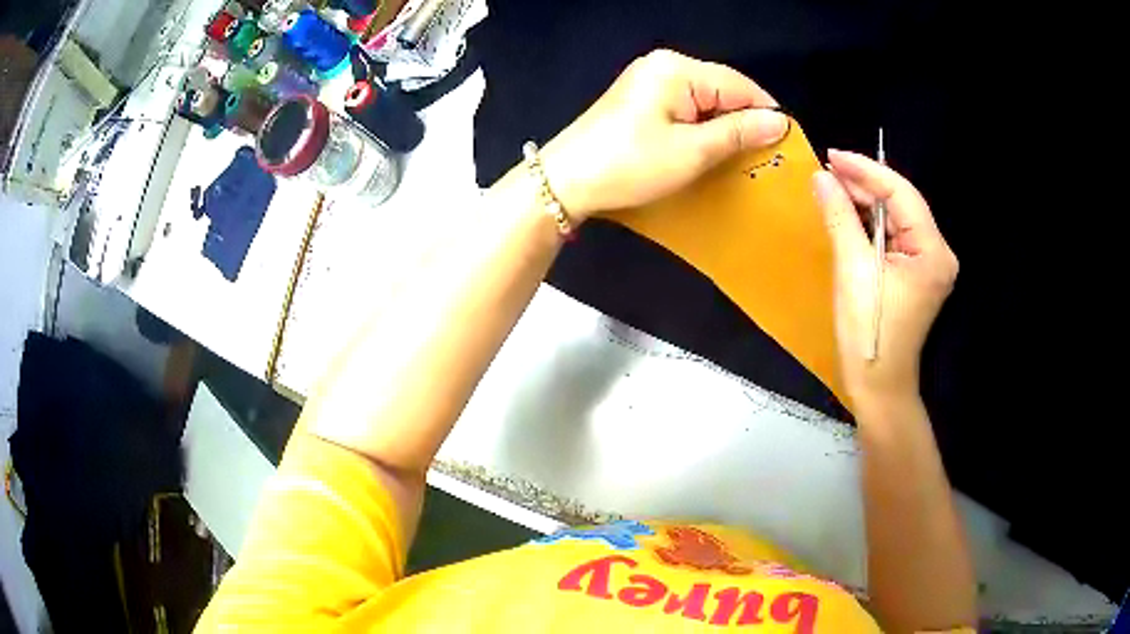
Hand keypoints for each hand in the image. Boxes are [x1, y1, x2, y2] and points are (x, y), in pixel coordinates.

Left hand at [540, 50, 787, 219]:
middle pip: (723, 89)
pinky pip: (685, 107)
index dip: (765, 113)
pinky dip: (701, 127)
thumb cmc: (630, 165)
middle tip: (762, 158)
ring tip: (738, 158)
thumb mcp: (692, 151)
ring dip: (723, 127)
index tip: (785, 147)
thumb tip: (781, 121)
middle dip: (744, 121)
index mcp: (677, 69)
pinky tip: (708, 149)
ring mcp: (649, 80)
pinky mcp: (641, 98)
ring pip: (706, 100)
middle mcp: (664, 65)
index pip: (740, 84)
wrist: (566, 181)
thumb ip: (739, 133)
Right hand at [814, 150, 958, 409]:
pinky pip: (892, 236)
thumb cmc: (869, 333)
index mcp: (932, 251)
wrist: (878, 386)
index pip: (901, 194)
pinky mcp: (915, 274)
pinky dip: (869, 224)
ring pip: (895, 218)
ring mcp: (928, 264)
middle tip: (826, 171)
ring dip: (865, 202)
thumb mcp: (853, 270)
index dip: (866, 170)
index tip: (831, 155)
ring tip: (831, 187)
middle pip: (900, 203)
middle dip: (864, 185)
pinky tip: (847, 213)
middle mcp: (937, 252)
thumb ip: (839, 217)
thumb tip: (820, 177)